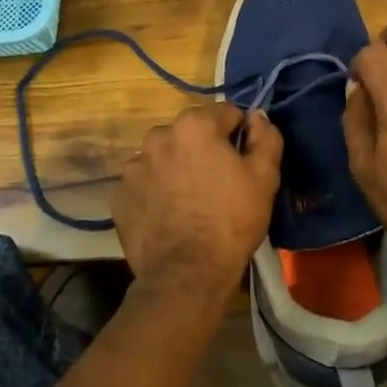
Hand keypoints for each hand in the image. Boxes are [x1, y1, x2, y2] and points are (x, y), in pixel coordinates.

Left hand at [112, 102, 282, 307]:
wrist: (187, 273)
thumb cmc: (231, 220)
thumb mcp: (264, 177)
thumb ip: (266, 137)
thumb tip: (257, 116)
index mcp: (194, 125)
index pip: (226, 114)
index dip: (240, 135)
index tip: (245, 162)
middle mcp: (158, 136)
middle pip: (191, 134)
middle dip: (205, 150)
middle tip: (219, 183)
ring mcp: (134, 166)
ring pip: (165, 157)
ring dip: (178, 168)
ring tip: (191, 202)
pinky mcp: (120, 195)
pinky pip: (145, 183)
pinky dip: (157, 191)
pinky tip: (170, 215)